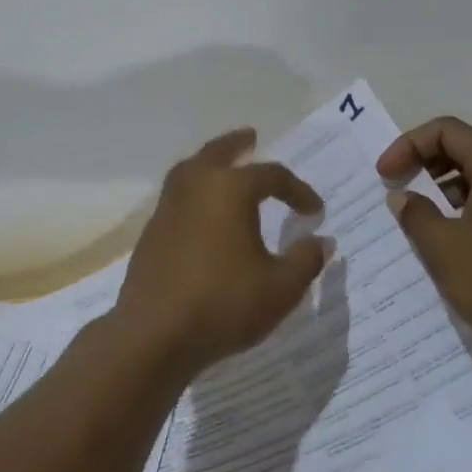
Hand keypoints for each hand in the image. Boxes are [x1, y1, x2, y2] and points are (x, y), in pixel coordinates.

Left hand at [112, 128, 329, 374]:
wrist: (154, 335)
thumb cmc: (223, 304)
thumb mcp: (281, 288)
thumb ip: (305, 260)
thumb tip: (321, 241)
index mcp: (230, 189)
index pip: (272, 176)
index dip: (298, 190)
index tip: (315, 210)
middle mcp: (196, 186)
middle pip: (218, 153)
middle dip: (238, 144)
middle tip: (251, 136)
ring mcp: (168, 208)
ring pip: (190, 170)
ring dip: (210, 163)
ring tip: (222, 166)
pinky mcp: (151, 232)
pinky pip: (177, 196)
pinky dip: (194, 191)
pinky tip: (202, 212)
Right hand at [377, 116, 471, 349]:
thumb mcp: (443, 247)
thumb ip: (415, 213)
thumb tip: (403, 197)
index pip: (446, 131)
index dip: (407, 145)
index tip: (385, 175)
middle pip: (463, 147)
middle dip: (423, 162)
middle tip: (395, 187)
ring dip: (442, 186)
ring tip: (415, 214)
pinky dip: (463, 205)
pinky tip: (445, 236)